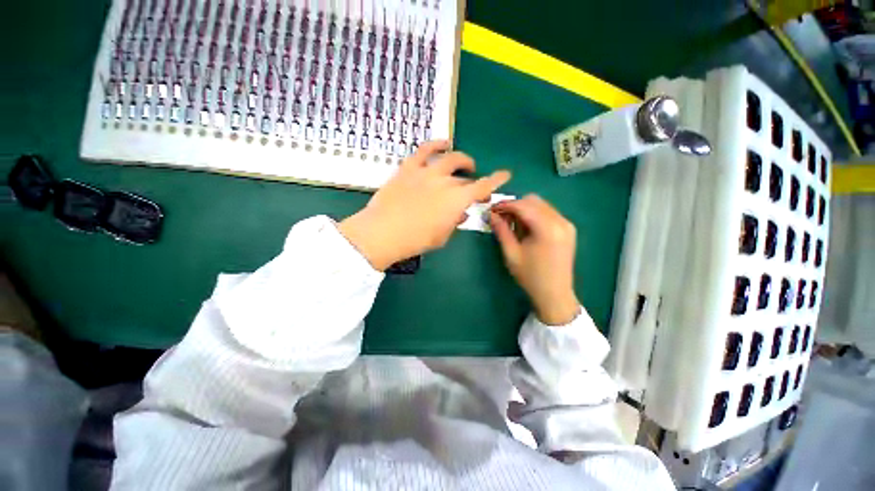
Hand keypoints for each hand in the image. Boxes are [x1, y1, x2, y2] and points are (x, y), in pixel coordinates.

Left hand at [339, 140, 510, 270]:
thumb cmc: (415, 240)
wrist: (383, 233)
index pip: (483, 187)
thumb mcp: (441, 236)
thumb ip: (454, 222)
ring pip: (450, 159)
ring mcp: (427, 172)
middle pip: (465, 179)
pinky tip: (443, 144)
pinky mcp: (409, 167)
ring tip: (465, 164)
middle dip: (474, 184)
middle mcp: (445, 181)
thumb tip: (460, 213)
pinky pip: (424, 150)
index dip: (496, 180)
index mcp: (456, 201)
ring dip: (462, 161)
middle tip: (473, 190)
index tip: (505, 175)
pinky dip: (436, 144)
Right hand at [490, 195, 580, 325]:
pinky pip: (548, 213)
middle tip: (501, 218)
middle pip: (533, 201)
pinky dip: (534, 215)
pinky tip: (526, 228)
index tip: (492, 209)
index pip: (523, 206)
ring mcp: (566, 224)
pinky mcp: (568, 229)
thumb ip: (502, 231)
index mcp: (547, 228)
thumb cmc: (530, 276)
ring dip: (524, 210)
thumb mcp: (511, 253)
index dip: (505, 205)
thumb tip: (492, 215)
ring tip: (512, 224)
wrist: (554, 294)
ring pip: (541, 205)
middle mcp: (560, 221)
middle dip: (515, 206)